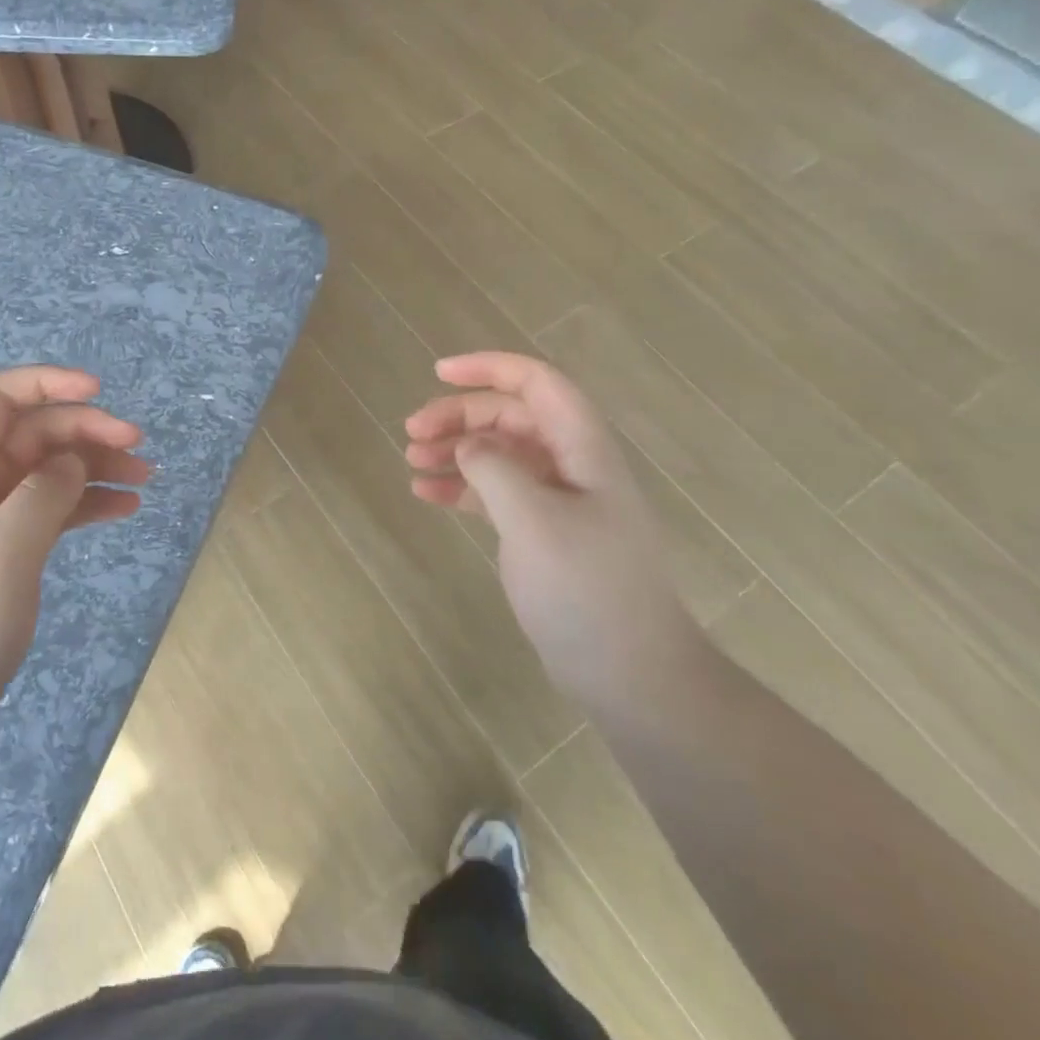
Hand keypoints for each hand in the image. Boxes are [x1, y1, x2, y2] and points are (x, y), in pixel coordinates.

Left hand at [0, 367, 148, 767]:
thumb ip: (40, 498)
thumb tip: (72, 461)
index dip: (44, 382)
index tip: (99, 392)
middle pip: (34, 432)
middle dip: (87, 428)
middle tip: (138, 446)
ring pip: (51, 470)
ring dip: (97, 464)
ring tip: (144, 478)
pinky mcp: (9, 552)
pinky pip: (56, 509)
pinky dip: (90, 502)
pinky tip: (126, 509)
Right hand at [404, 352, 696, 702]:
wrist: (629, 671)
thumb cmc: (586, 589)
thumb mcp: (533, 521)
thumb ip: (495, 469)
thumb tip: (468, 444)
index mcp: (582, 449)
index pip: (537, 383)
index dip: (489, 368)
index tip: (438, 373)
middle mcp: (571, 465)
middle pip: (510, 417)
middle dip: (460, 416)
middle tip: (411, 432)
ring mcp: (557, 500)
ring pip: (499, 453)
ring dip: (455, 450)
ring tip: (410, 461)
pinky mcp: (541, 532)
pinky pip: (495, 492)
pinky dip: (461, 487)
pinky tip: (425, 494)